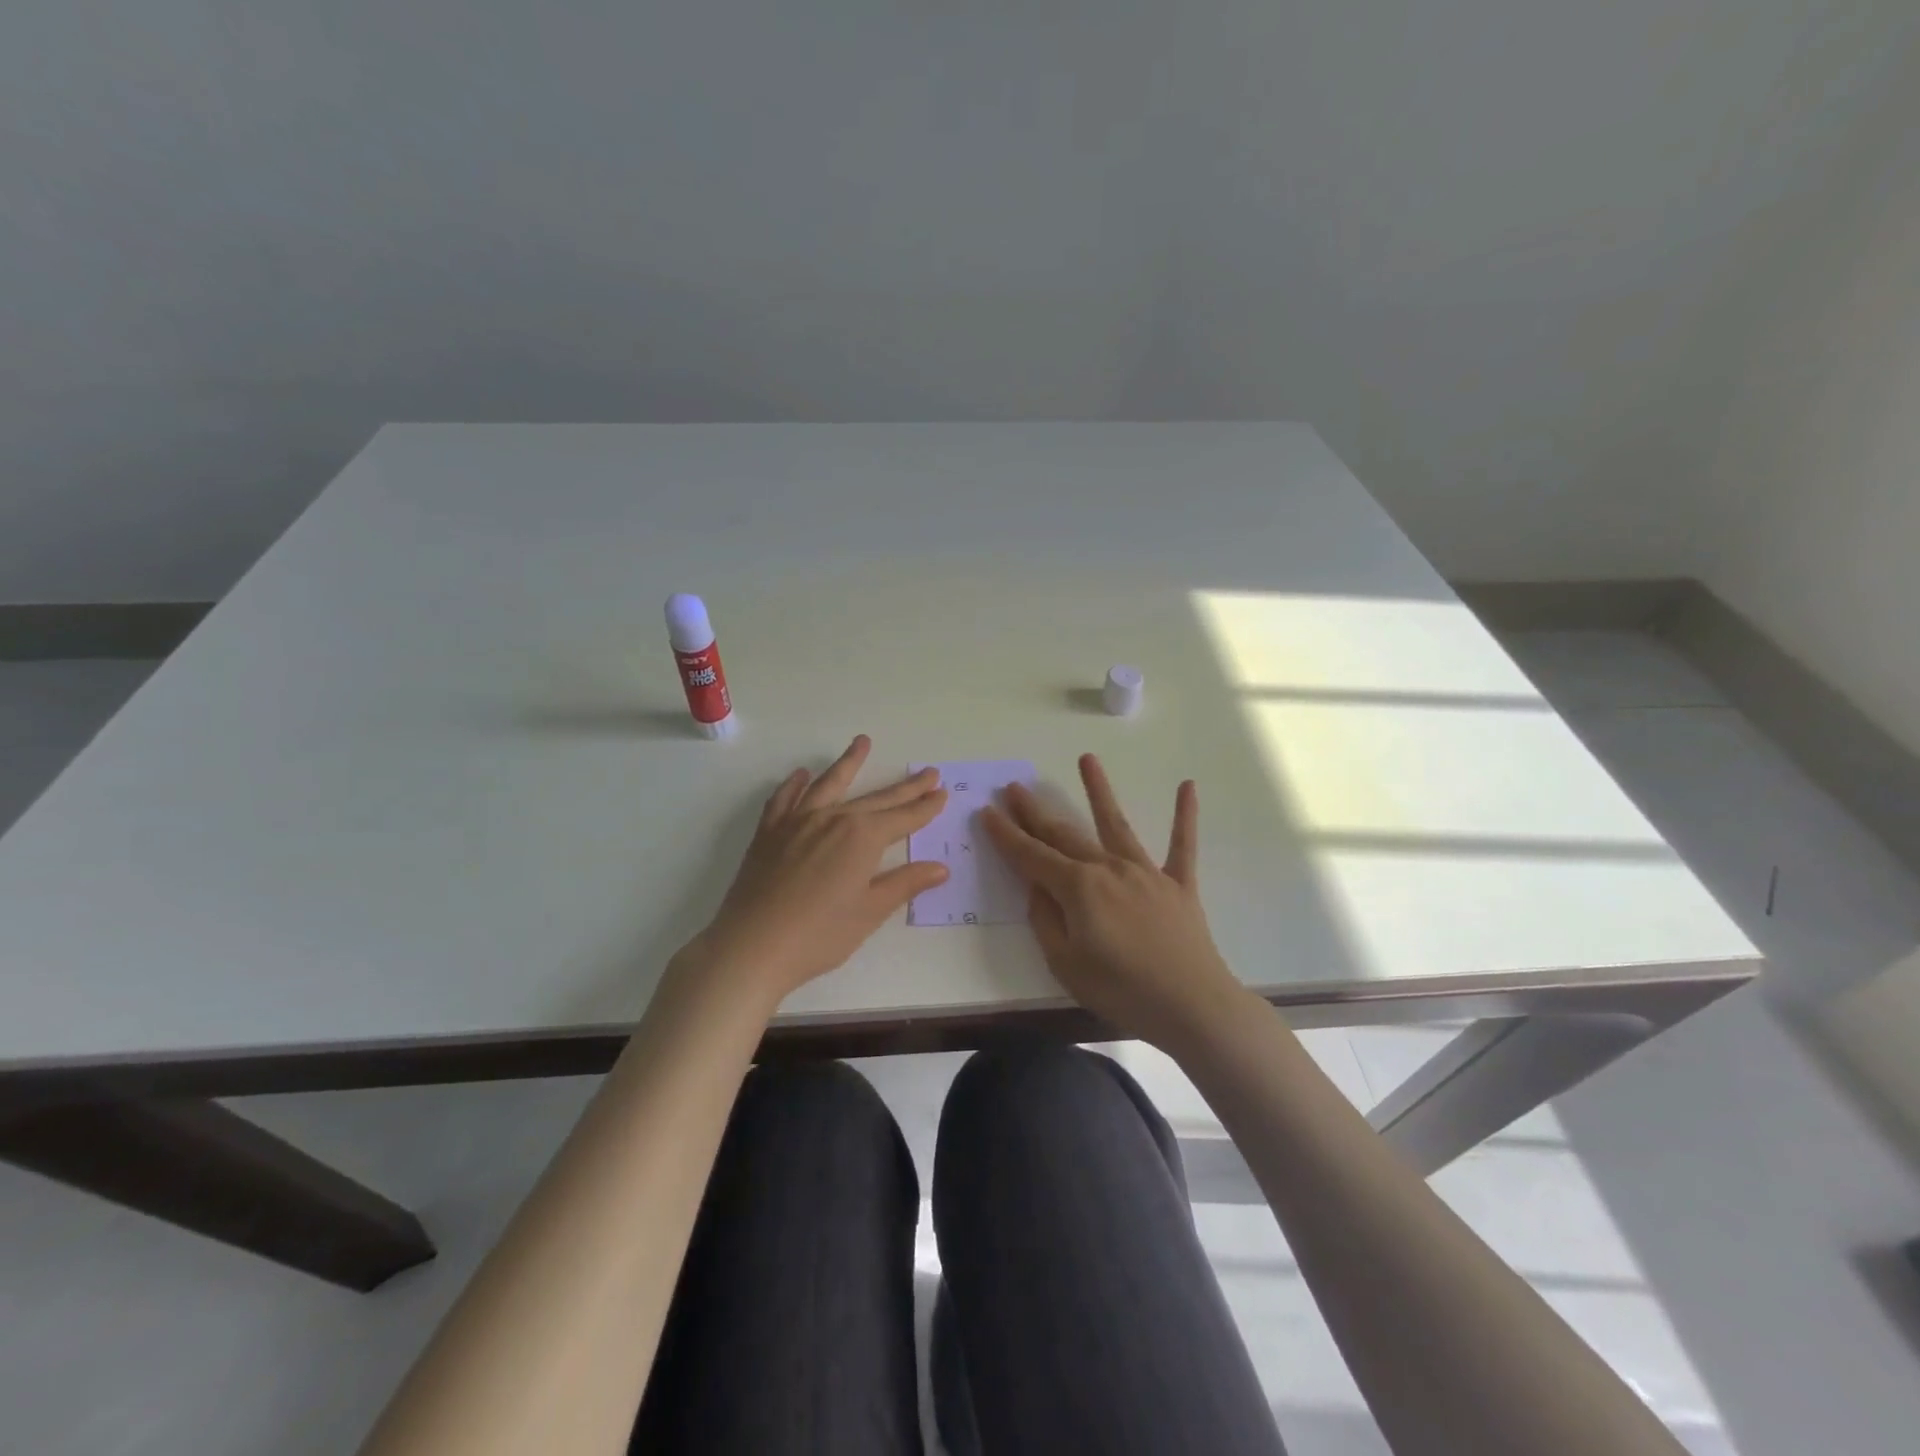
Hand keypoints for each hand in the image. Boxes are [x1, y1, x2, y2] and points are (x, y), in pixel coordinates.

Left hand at [679, 736, 949, 1005]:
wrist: (752, 946)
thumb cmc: (819, 935)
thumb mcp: (870, 912)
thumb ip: (904, 883)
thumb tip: (939, 867)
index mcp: (862, 837)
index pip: (903, 817)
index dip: (925, 807)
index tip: (942, 792)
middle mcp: (833, 818)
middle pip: (876, 798)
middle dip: (905, 787)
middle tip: (927, 771)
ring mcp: (798, 821)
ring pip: (829, 783)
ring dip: (849, 762)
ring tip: (862, 742)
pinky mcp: (770, 832)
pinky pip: (785, 798)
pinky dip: (795, 784)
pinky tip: (801, 775)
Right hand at [981, 754, 1247, 1051]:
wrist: (1192, 1007)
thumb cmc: (1121, 991)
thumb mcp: (1065, 964)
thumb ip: (1046, 920)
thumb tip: (1037, 887)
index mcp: (1078, 888)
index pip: (1031, 855)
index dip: (1006, 834)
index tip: (987, 811)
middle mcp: (1108, 868)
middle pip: (1065, 834)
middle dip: (1035, 811)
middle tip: (1015, 787)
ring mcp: (1146, 872)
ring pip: (1116, 824)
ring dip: (1099, 790)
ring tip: (1086, 759)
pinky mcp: (1178, 884)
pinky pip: (1181, 845)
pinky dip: (1184, 815)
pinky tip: (1187, 786)